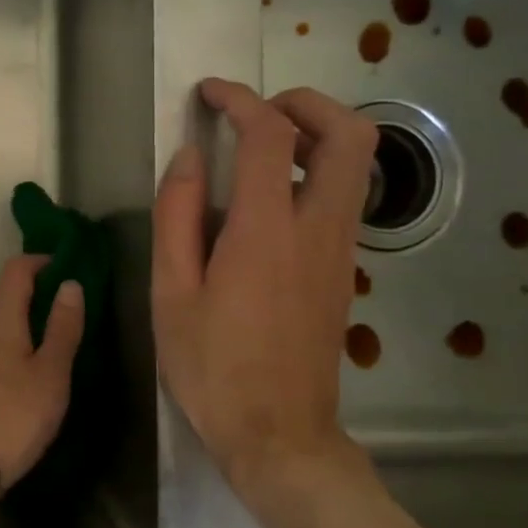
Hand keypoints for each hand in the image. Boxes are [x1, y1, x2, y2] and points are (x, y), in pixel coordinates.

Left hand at [0, 255, 84, 487]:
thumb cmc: (16, 416)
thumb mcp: (52, 372)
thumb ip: (62, 328)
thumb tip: (70, 285)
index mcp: (1, 322)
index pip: (13, 272)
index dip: (38, 262)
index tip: (63, 267)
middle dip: (14, 290)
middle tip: (45, 305)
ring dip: (2, 318)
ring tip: (33, 338)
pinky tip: (13, 370)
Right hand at [152, 78, 377, 484]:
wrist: (279, 434)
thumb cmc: (212, 367)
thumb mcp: (170, 293)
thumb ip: (176, 216)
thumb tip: (187, 157)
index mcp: (265, 229)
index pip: (268, 134)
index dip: (240, 99)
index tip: (209, 94)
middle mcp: (317, 228)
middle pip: (347, 133)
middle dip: (305, 102)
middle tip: (257, 111)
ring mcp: (340, 250)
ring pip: (356, 163)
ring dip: (315, 135)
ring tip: (259, 148)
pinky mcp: (344, 271)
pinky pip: (343, 198)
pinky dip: (314, 172)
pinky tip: (268, 200)